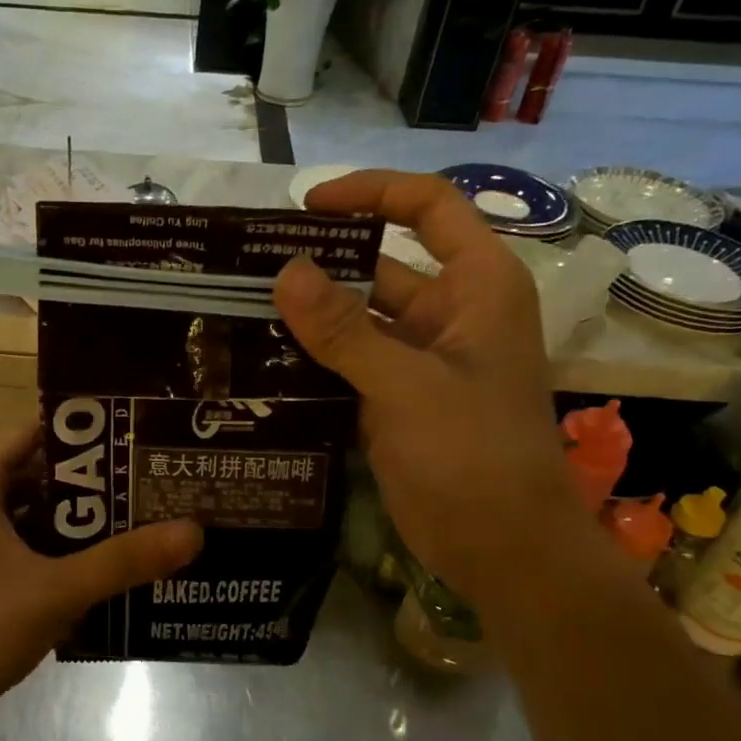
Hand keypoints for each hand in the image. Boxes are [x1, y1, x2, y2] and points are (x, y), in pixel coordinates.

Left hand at [0, 426, 202, 740]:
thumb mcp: (57, 590)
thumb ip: (124, 560)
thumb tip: (194, 531)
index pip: (36, 431)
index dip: (87, 430)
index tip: (139, 433)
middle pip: (43, 475)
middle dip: (97, 482)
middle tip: (155, 480)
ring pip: (40, 519)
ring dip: (85, 523)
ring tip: (147, 518)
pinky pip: (32, 553)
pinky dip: (67, 556)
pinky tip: (113, 567)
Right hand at [273, 169, 591, 605]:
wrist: (501, 547)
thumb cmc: (473, 454)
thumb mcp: (406, 384)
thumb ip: (344, 329)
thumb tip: (286, 270)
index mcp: (475, 287)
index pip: (428, 208)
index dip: (371, 193)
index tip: (306, 206)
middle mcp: (447, 314)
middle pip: (380, 265)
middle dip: (320, 264)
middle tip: (246, 267)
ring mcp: (418, 361)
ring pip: (356, 321)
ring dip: (308, 317)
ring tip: (239, 310)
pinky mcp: (394, 401)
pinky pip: (346, 365)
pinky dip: (310, 361)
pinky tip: (259, 361)